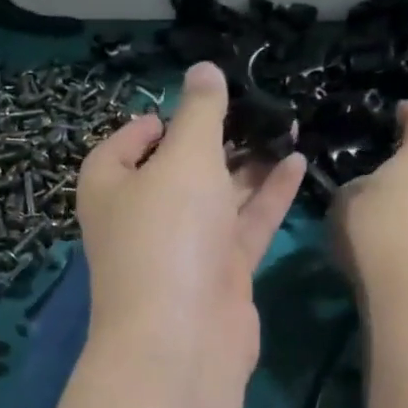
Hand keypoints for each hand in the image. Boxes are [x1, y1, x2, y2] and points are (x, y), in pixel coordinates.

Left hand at [77, 62, 305, 384]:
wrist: (183, 337)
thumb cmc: (168, 234)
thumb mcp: (183, 159)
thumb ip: (199, 112)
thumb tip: (203, 69)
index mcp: (111, 187)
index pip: (125, 144)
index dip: (155, 121)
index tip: (194, 102)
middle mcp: (142, 217)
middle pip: (178, 168)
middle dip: (215, 138)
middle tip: (256, 107)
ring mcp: (182, 248)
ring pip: (216, 196)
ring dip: (248, 164)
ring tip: (286, 124)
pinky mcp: (219, 273)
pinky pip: (244, 225)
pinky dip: (267, 196)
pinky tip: (297, 162)